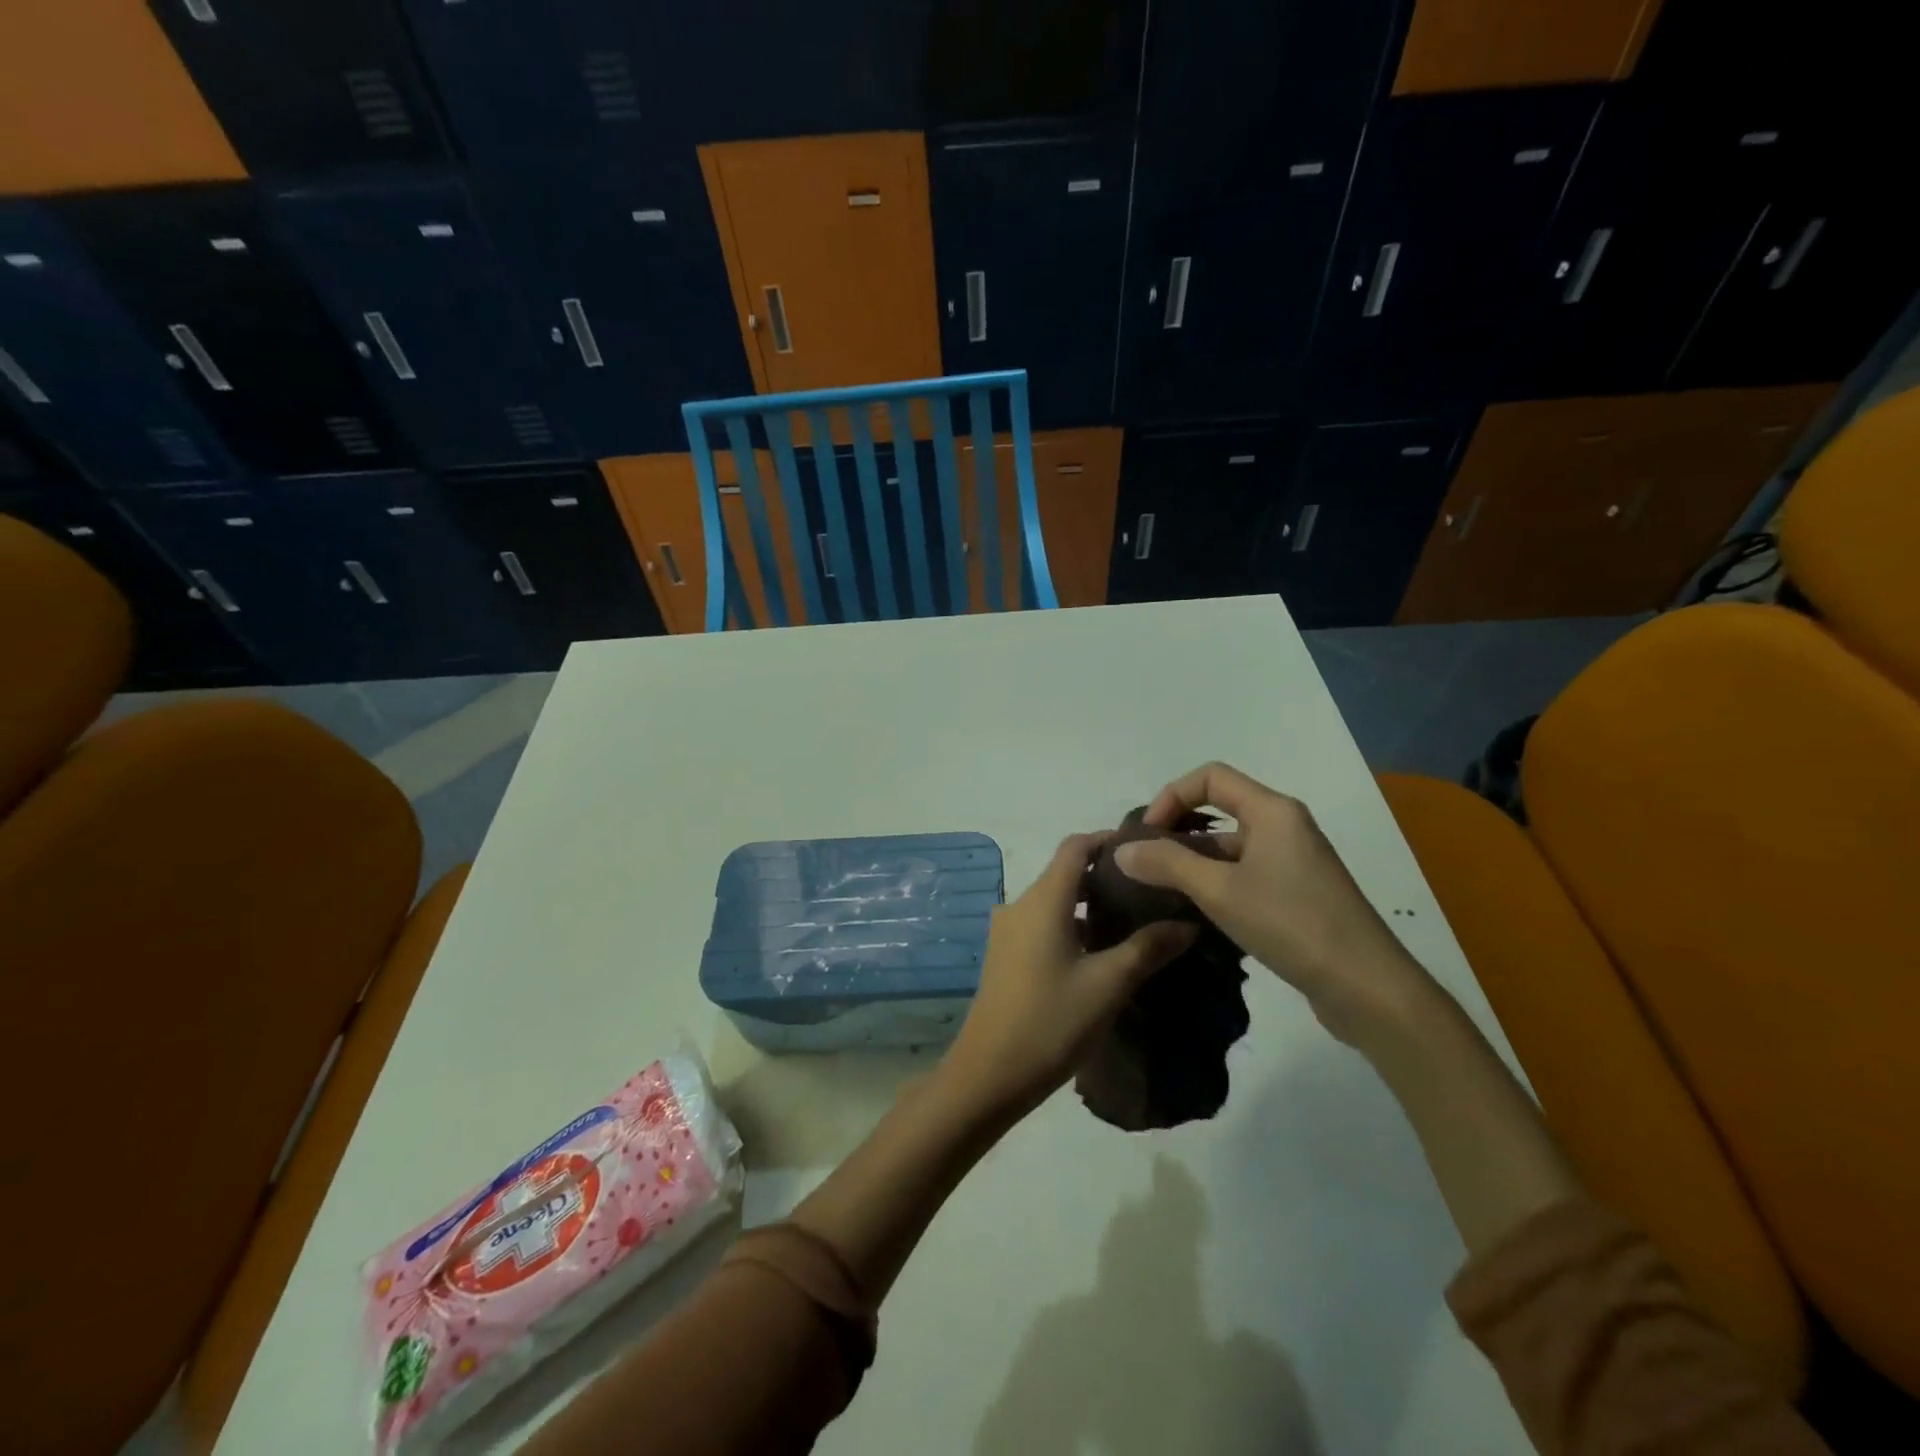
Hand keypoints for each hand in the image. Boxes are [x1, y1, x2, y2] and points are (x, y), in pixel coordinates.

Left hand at [941, 834, 1196, 1121]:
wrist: (989, 1073)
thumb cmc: (1051, 1021)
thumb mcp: (1108, 984)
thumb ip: (1148, 948)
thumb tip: (1188, 923)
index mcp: (1042, 900)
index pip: (1075, 846)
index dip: (1109, 841)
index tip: (1147, 851)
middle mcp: (1020, 905)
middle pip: (1065, 873)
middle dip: (1106, 876)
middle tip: (1151, 891)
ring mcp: (1008, 931)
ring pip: (1055, 902)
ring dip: (1090, 905)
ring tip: (1134, 922)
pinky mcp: (1005, 956)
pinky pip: (1043, 925)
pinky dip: (1073, 926)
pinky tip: (1101, 953)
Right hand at [1115, 762, 1434, 1046]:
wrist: (1366, 987)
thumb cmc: (1292, 924)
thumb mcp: (1220, 891)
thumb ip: (1167, 864)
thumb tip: (1121, 851)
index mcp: (1272, 811)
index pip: (1211, 777)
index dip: (1172, 797)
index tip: (1147, 835)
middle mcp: (1285, 827)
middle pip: (1220, 808)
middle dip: (1178, 830)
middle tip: (1145, 863)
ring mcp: (1293, 862)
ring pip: (1231, 846)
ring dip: (1194, 860)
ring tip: (1161, 891)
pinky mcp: (1297, 894)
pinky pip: (1246, 873)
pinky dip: (1216, 882)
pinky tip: (1195, 913)